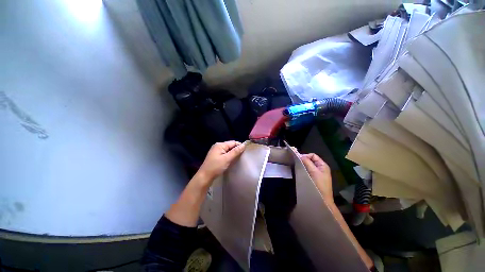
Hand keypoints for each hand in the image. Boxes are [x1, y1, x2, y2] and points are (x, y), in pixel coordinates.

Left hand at [197, 141, 245, 184]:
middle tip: (243, 155)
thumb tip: (243, 145)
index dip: (240, 146)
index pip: (233, 142)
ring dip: (233, 153)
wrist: (204, 176)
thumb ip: (235, 151)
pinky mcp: (216, 156)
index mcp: (220, 145)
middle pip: (230, 145)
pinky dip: (229, 156)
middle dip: (236, 149)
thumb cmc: (216, 167)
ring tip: (239, 158)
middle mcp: (218, 146)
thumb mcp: (227, 159)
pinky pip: (225, 153)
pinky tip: (232, 160)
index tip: (246, 151)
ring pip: (228, 150)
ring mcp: (216, 151)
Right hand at [300, 153, 333, 203]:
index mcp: (322, 165)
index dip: (305, 156)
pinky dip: (303, 170)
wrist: (323, 200)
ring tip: (297, 167)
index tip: (298, 159)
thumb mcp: (313, 172)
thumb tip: (300, 155)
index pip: (313, 155)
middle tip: (296, 163)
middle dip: (303, 160)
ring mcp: (317, 173)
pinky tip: (300, 172)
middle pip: (310, 160)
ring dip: (303, 165)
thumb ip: (307, 162)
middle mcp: (320, 168)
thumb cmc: (319, 185)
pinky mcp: (314, 178)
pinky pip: (308, 170)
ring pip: (308, 165)